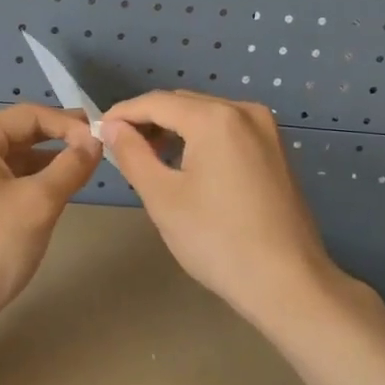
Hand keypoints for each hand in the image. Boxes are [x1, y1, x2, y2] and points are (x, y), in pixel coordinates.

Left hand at [0, 103, 101, 323]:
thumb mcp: (40, 202)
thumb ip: (71, 166)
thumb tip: (94, 141)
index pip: (30, 115)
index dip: (69, 124)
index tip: (102, 141)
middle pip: (17, 133)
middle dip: (58, 140)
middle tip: (96, 150)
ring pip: (9, 158)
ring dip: (43, 162)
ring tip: (80, 171)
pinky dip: (25, 180)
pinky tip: (49, 192)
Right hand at [99, 91, 345, 324]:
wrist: (287, 282)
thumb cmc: (216, 240)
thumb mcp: (162, 197)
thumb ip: (132, 153)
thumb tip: (111, 126)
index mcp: (215, 117)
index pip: (156, 102)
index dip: (122, 114)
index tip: (97, 131)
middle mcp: (244, 111)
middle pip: (183, 103)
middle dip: (148, 121)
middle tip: (119, 149)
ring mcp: (266, 130)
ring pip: (206, 116)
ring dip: (174, 130)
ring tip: (148, 158)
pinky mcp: (275, 151)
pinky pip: (227, 131)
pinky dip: (200, 139)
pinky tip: (185, 165)